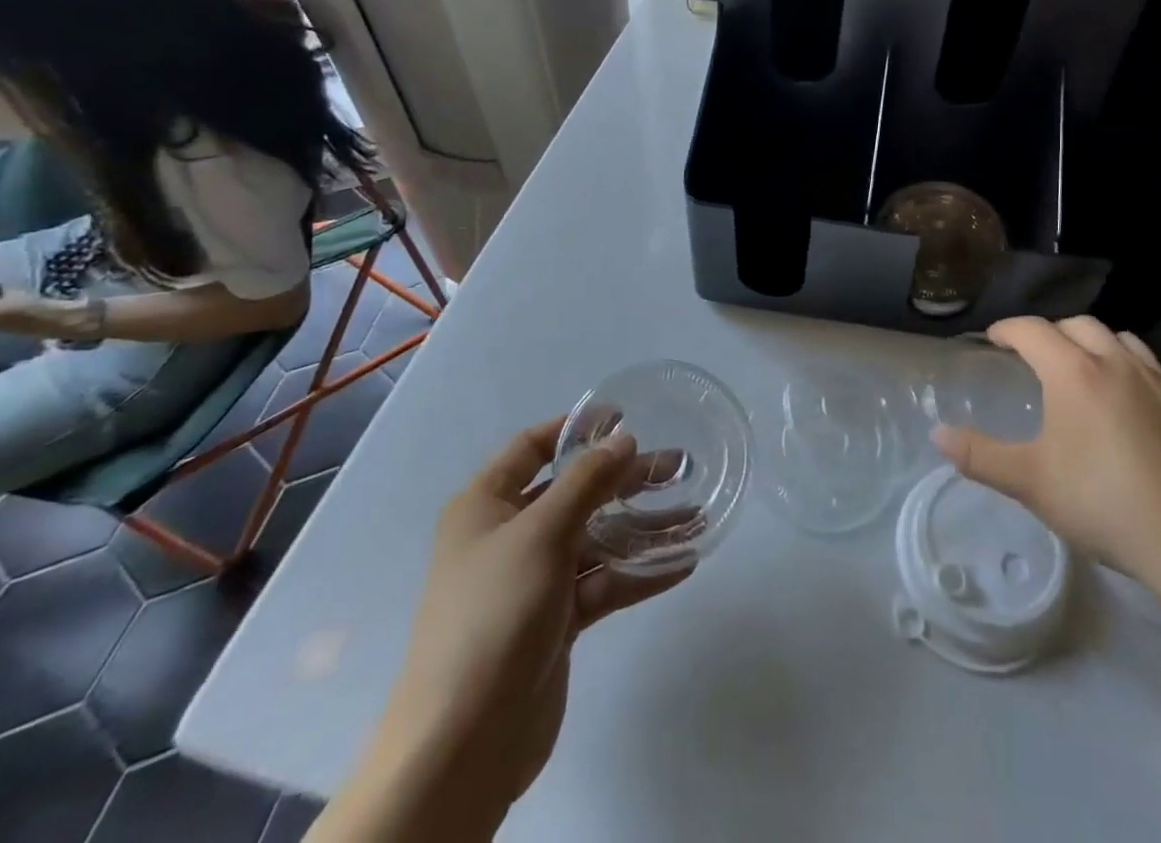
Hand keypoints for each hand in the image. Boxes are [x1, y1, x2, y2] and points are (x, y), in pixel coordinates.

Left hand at [367, 420, 691, 829]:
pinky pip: (603, 583)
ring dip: (642, 527)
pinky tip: (682, 562)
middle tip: (679, 464)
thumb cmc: (495, 613)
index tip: (623, 416)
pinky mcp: (555, 622)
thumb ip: (587, 481)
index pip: (531, 448)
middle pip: (574, 492)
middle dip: (625, 478)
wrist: (464, 743)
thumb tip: (623, 438)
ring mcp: (533, 581)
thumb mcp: (541, 533)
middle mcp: (507, 536)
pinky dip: (638, 572)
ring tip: (696, 513)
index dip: (575, 428)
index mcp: (485, 506)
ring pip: (596, 538)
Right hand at [931, 315, 1160, 603]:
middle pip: (1075, 324)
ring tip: (1077, 368)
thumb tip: (937, 434)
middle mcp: (1114, 361)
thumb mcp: (1029, 482)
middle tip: (1031, 356)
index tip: (993, 340)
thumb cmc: (1101, 504)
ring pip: (1115, 337)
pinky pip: (1144, 361)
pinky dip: (1122, 362)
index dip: (1007, 330)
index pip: (1032, 330)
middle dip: (1048, 332)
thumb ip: (979, 455)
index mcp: (1073, 372)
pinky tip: (1121, 398)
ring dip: (1089, 341)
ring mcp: (1154, 379)